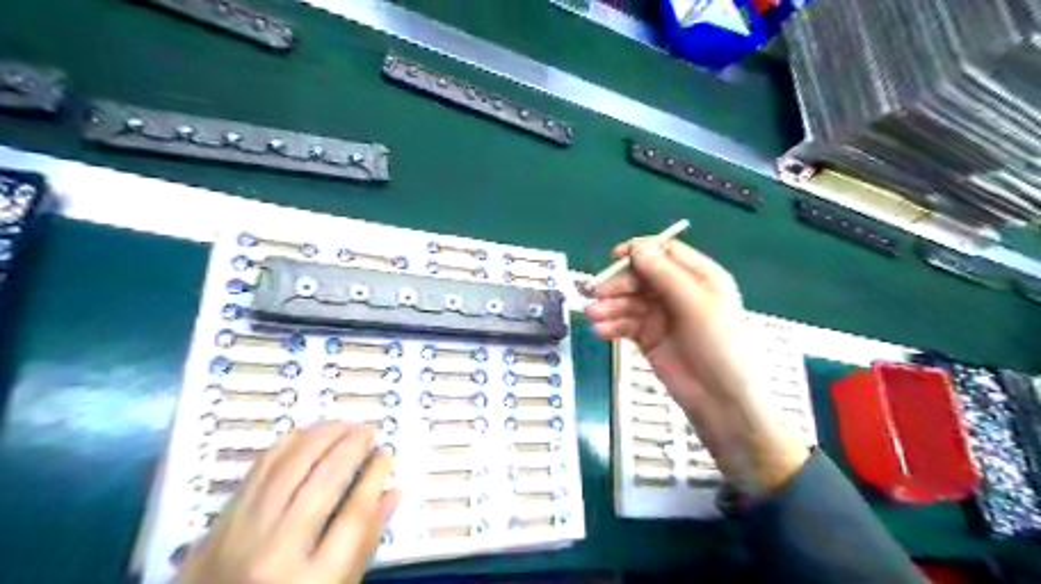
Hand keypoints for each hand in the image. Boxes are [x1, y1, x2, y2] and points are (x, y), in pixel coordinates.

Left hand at [172, 422, 398, 581]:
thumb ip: (366, 542)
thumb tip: (392, 491)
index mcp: (313, 580)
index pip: (355, 513)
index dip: (375, 475)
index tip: (386, 453)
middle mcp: (277, 551)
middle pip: (324, 480)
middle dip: (352, 446)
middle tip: (369, 430)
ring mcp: (243, 533)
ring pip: (291, 465)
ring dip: (322, 436)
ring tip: (344, 425)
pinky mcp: (221, 520)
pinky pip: (260, 468)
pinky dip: (288, 444)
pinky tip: (307, 435)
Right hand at [585, 237, 802, 497]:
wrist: (720, 399)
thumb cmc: (719, 345)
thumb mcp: (696, 304)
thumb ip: (665, 274)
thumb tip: (637, 246)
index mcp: (699, 277)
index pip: (665, 252)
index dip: (640, 251)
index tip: (615, 257)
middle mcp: (678, 292)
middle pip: (641, 277)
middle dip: (619, 284)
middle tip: (597, 294)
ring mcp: (662, 316)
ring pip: (629, 302)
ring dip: (610, 307)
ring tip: (594, 315)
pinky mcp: (649, 337)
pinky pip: (625, 324)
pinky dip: (612, 325)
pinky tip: (600, 330)